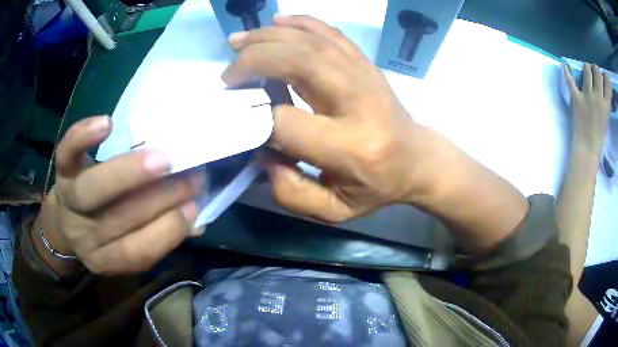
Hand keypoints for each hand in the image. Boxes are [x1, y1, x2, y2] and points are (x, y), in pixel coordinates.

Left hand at [41, 116, 205, 274]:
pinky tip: (107, 125)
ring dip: (130, 173)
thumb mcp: (126, 243)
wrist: (67, 217)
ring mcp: (69, 202)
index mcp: (105, 258)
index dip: (166, 232)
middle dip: (160, 197)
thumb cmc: (103, 228)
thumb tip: (196, 223)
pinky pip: (67, 153)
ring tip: (164, 159)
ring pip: (93, 189)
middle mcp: (84, 235)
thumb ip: (158, 236)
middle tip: (191, 177)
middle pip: (118, 219)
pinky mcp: (61, 171)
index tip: (193, 207)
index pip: (136, 252)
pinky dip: (83, 137)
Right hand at [223, 15, 437, 222]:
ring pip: (311, 42)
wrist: (417, 160)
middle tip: (229, 73)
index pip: (286, 122)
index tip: (243, 117)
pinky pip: (331, 33)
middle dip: (254, 61)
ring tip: (238, 42)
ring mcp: (366, 76)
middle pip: (298, 63)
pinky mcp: (367, 64)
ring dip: (268, 37)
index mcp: (351, 147)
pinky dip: (301, 23)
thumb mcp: (335, 211)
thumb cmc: (376, 189)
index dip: (256, 118)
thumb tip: (262, 150)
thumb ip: (290, 192)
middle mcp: (359, 103)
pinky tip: (277, 21)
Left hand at [563, 63, 611, 155]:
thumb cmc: (599, 137)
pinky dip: (566, 71)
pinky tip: (565, 65)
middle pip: (597, 72)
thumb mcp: (606, 118)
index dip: (605, 75)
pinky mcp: (576, 97)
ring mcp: (587, 96)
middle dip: (595, 69)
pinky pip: (570, 80)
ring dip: (587, 68)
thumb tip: (606, 88)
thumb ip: (606, 103)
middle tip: (594, 72)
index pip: (607, 82)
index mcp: (606, 105)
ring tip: (586, 71)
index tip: (603, 75)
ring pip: (586, 70)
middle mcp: (598, 97)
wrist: (587, 149)